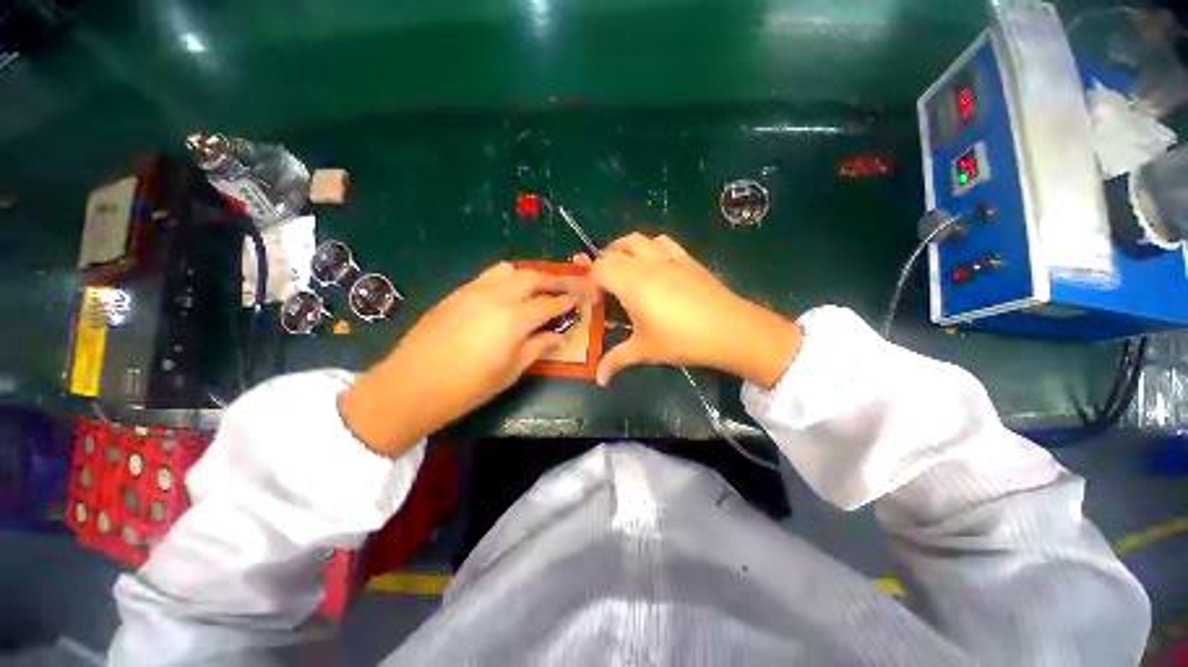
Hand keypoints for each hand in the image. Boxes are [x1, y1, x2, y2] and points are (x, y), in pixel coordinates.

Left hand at [339, 262, 582, 456]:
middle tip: (566, 288)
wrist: (411, 385)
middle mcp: (496, 296)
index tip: (580, 299)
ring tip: (538, 288)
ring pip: (510, 270)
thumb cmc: (467, 387)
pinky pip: (489, 276)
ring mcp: (474, 290)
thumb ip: (538, 348)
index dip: (567, 301)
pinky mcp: (457, 292)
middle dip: (554, 280)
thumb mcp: (510, 371)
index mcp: (513, 319)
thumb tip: (559, 336)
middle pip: (533, 277)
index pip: (549, 303)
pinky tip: (508, 294)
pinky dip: (507, 279)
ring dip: (529, 276)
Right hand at [583, 233, 800, 387]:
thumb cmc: (683, 340)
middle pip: (613, 251)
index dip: (591, 284)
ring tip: (625, 272)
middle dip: (602, 267)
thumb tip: (599, 379)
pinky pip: (661, 241)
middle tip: (607, 291)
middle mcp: (646, 263)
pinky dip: (648, 247)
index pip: (598, 269)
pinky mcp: (687, 258)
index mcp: (631, 283)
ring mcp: (669, 257)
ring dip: (623, 251)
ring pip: (636, 239)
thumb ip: (616, 360)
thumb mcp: (645, 351)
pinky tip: (654, 267)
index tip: (598, 305)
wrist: (731, 330)